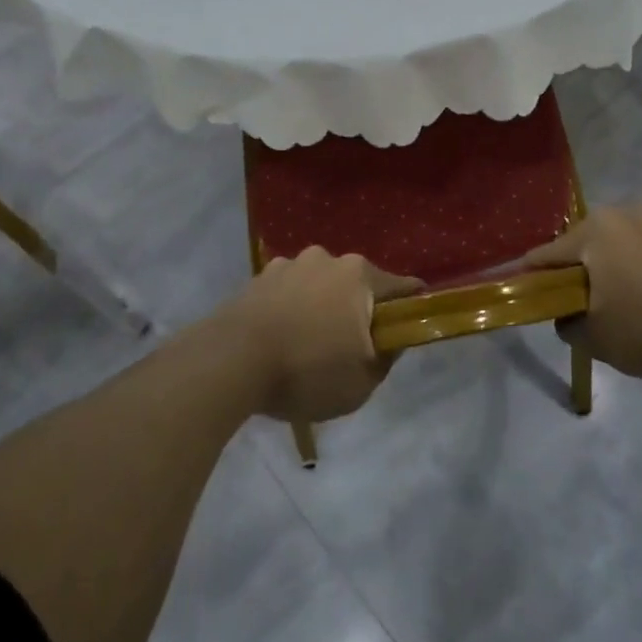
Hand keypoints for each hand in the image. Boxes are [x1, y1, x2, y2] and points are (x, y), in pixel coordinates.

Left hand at [229, 247, 421, 422]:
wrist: (230, 362)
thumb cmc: (306, 371)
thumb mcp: (362, 382)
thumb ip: (386, 358)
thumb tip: (391, 340)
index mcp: (360, 276)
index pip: (403, 287)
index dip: (411, 308)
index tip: (407, 329)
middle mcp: (328, 259)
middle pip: (357, 284)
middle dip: (358, 310)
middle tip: (350, 347)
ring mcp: (290, 264)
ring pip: (320, 285)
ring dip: (321, 307)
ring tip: (307, 345)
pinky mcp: (259, 277)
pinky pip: (288, 292)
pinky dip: (290, 309)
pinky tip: (279, 339)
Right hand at [522, 207, 641, 378]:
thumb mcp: (594, 340)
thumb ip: (567, 323)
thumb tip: (565, 315)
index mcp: (595, 232)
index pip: (551, 253)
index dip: (537, 271)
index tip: (530, 285)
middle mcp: (627, 210)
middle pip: (596, 238)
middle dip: (592, 262)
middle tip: (598, 294)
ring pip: (636, 233)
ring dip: (632, 253)